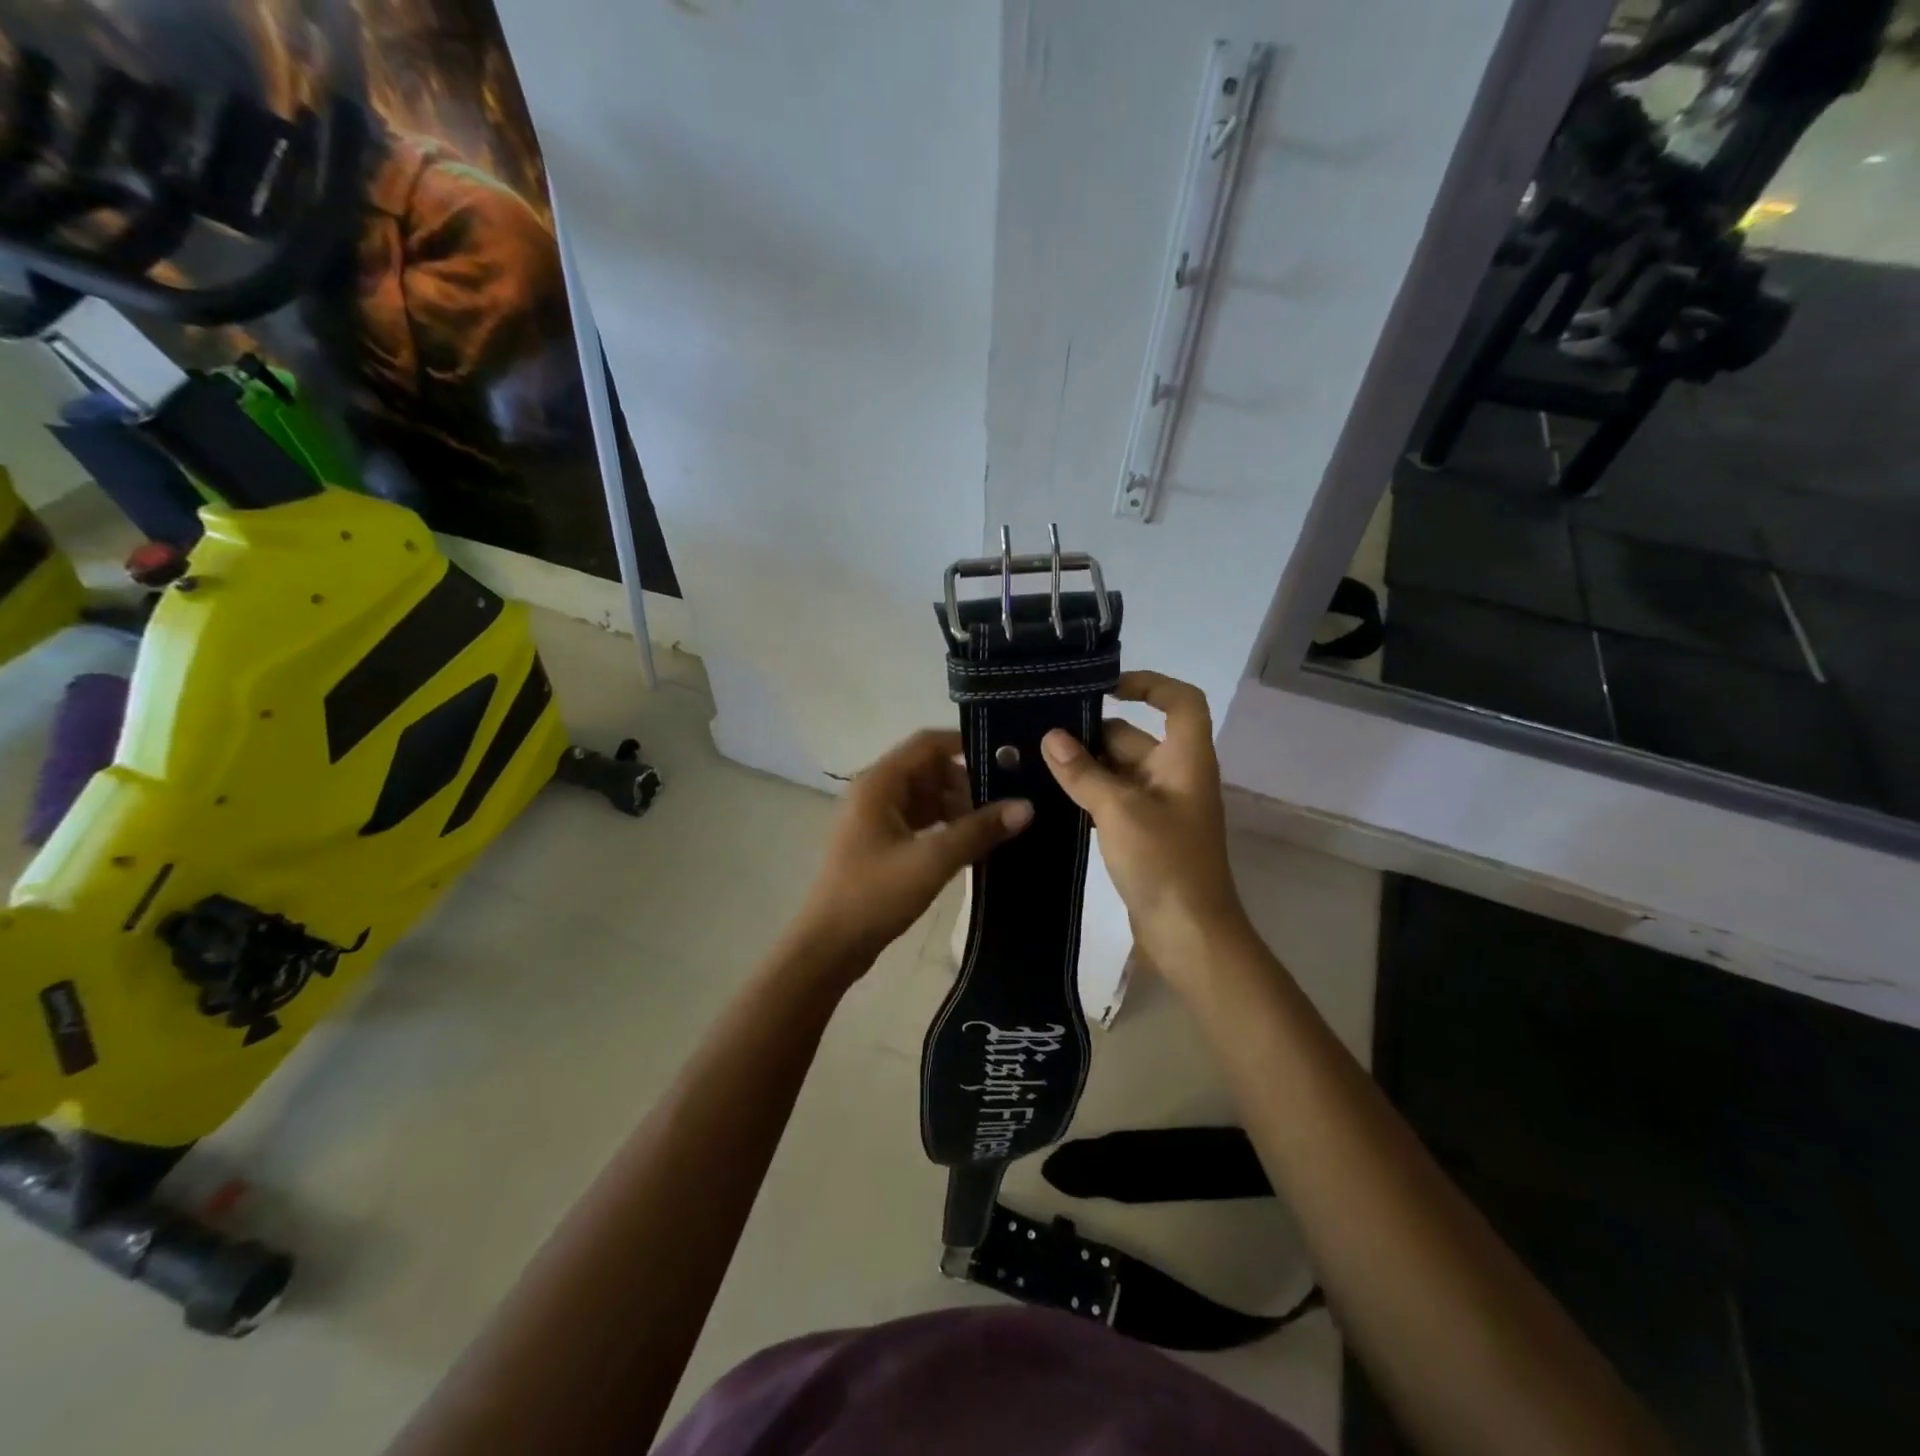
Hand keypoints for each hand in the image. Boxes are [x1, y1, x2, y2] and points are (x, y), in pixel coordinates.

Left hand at [795, 729, 1032, 970]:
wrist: (829, 946)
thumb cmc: (874, 895)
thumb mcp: (932, 860)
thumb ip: (978, 830)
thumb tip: (1027, 805)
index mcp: (879, 783)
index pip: (928, 744)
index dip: (966, 744)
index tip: (1006, 758)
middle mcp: (875, 792)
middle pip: (929, 770)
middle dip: (967, 784)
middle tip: (1006, 803)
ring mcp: (875, 818)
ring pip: (926, 798)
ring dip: (958, 808)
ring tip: (996, 827)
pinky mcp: (880, 843)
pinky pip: (919, 821)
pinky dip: (944, 828)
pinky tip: (971, 846)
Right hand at [1041, 671, 1250, 989]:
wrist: (1189, 934)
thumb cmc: (1164, 862)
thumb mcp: (1119, 811)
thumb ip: (1083, 772)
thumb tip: (1051, 736)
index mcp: (1185, 759)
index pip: (1181, 701)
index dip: (1149, 684)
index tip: (1105, 688)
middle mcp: (1176, 775)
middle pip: (1135, 737)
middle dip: (1092, 732)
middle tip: (1040, 731)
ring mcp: (1161, 806)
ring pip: (1119, 770)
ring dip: (1085, 766)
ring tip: (1035, 759)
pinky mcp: (1144, 833)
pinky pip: (1114, 799)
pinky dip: (1088, 794)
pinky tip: (1051, 796)